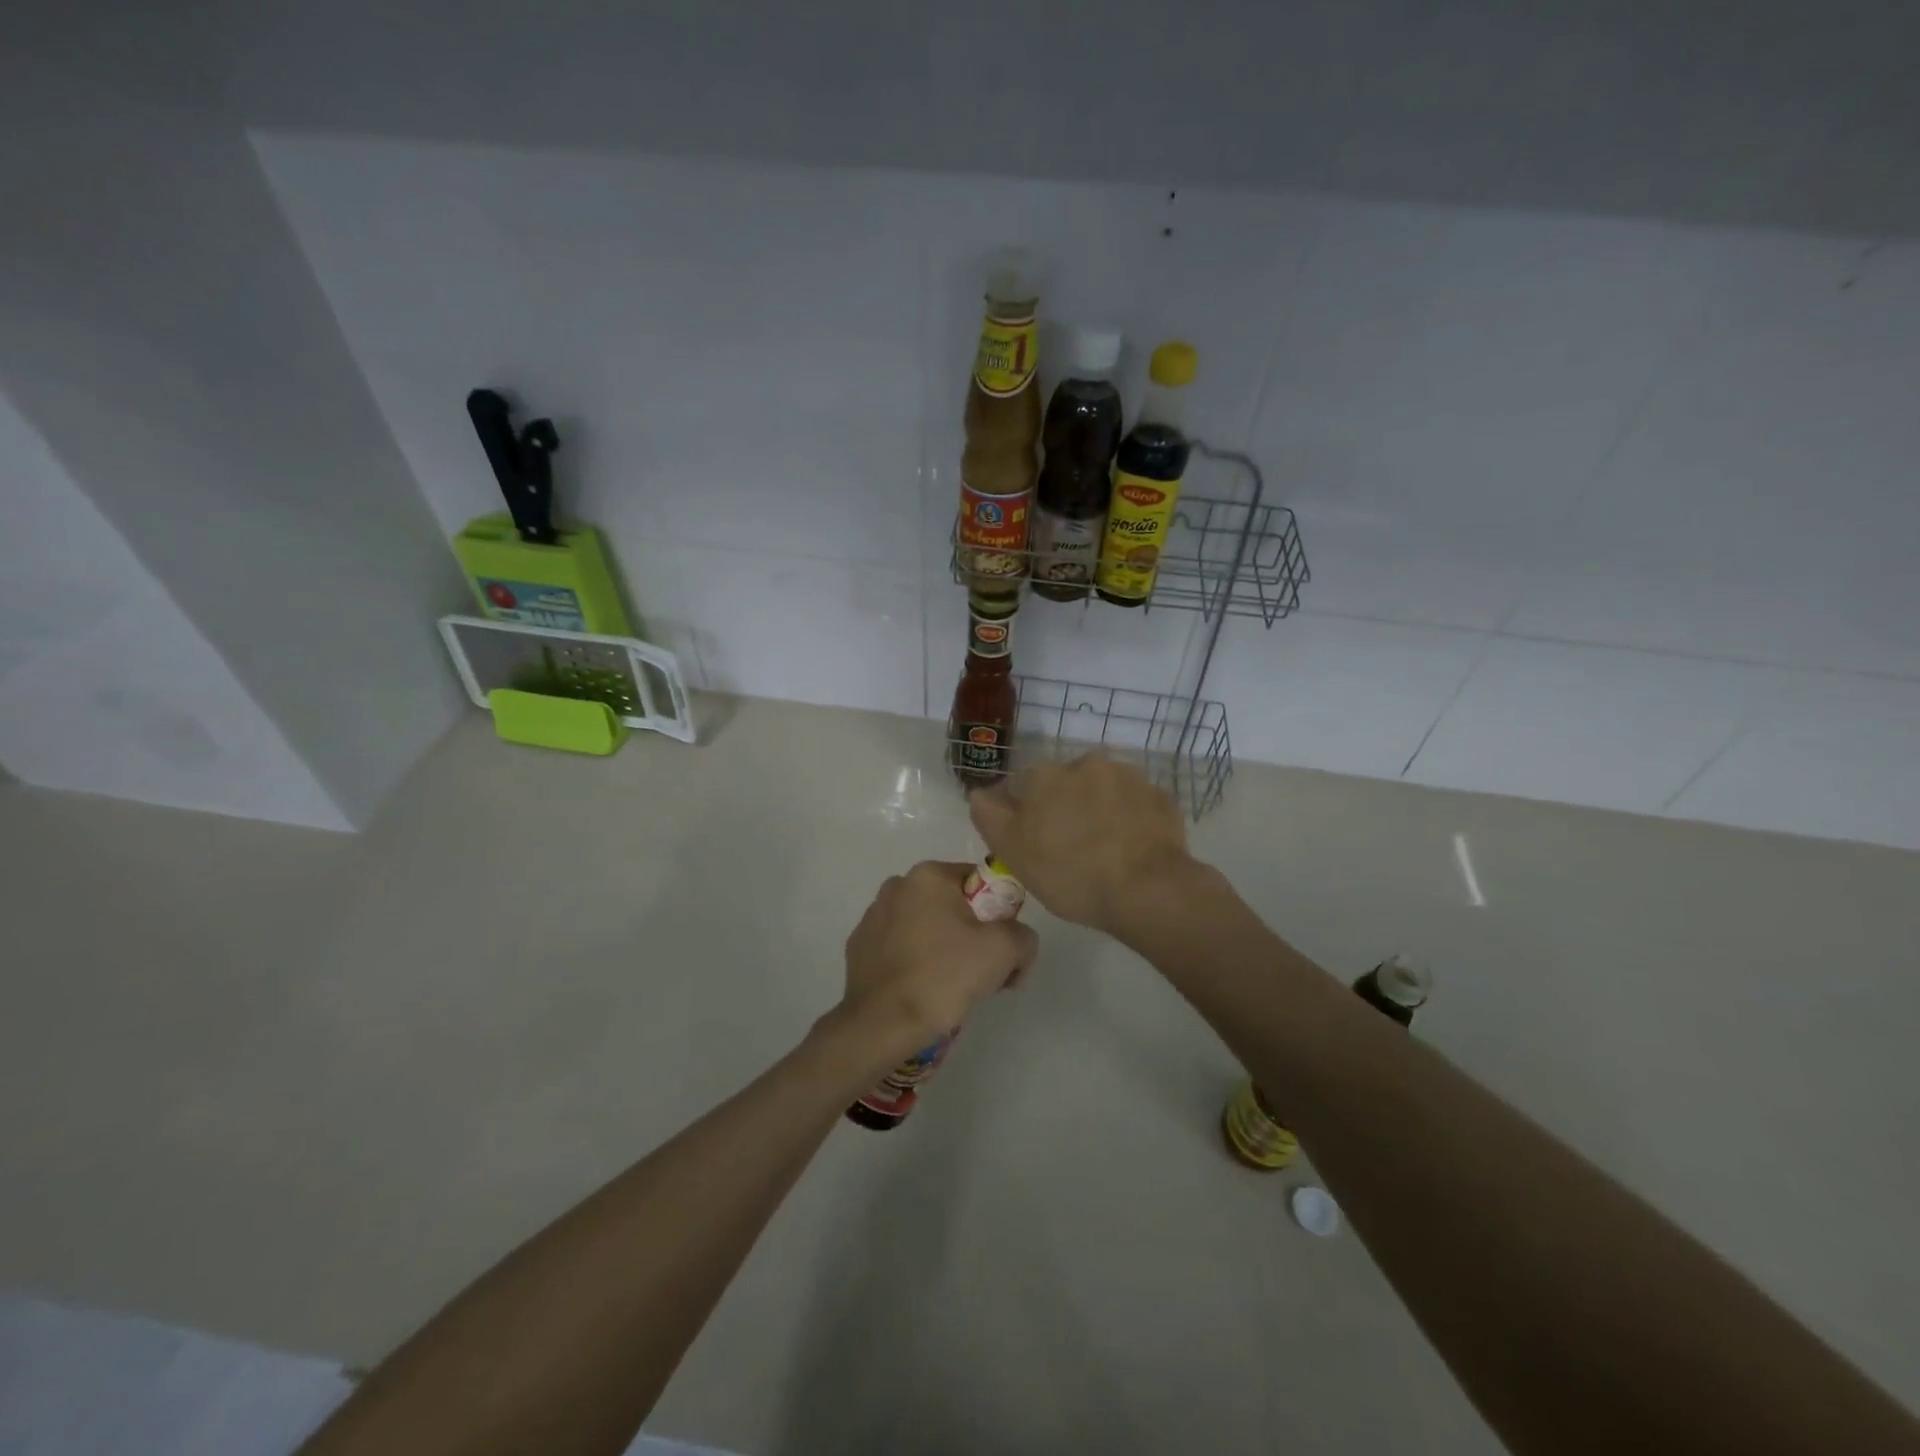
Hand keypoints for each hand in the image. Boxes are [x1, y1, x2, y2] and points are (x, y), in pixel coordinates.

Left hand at [840, 861, 1039, 1048]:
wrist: (880, 1024)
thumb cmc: (943, 976)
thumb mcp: (1004, 950)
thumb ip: (1023, 935)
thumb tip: (1017, 941)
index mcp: (928, 875)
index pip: (980, 884)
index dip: (1000, 916)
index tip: (1004, 953)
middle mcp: (897, 886)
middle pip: (953, 906)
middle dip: (973, 936)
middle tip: (983, 976)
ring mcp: (872, 917)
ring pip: (926, 928)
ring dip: (944, 950)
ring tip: (951, 990)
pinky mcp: (859, 948)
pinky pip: (901, 949)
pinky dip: (916, 963)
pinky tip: (921, 992)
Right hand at [968, 755, 1193, 935]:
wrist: (1147, 890)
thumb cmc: (1069, 873)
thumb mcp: (1012, 851)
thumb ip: (989, 814)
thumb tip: (981, 792)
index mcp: (1045, 774)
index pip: (1023, 784)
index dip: (1024, 812)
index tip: (1032, 841)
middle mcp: (1086, 763)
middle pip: (1066, 784)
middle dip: (1064, 807)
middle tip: (1069, 848)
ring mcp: (1128, 776)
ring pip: (1103, 790)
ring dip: (1099, 809)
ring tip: (1104, 849)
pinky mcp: (1160, 796)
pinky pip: (1135, 804)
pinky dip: (1130, 819)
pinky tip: (1130, 848)